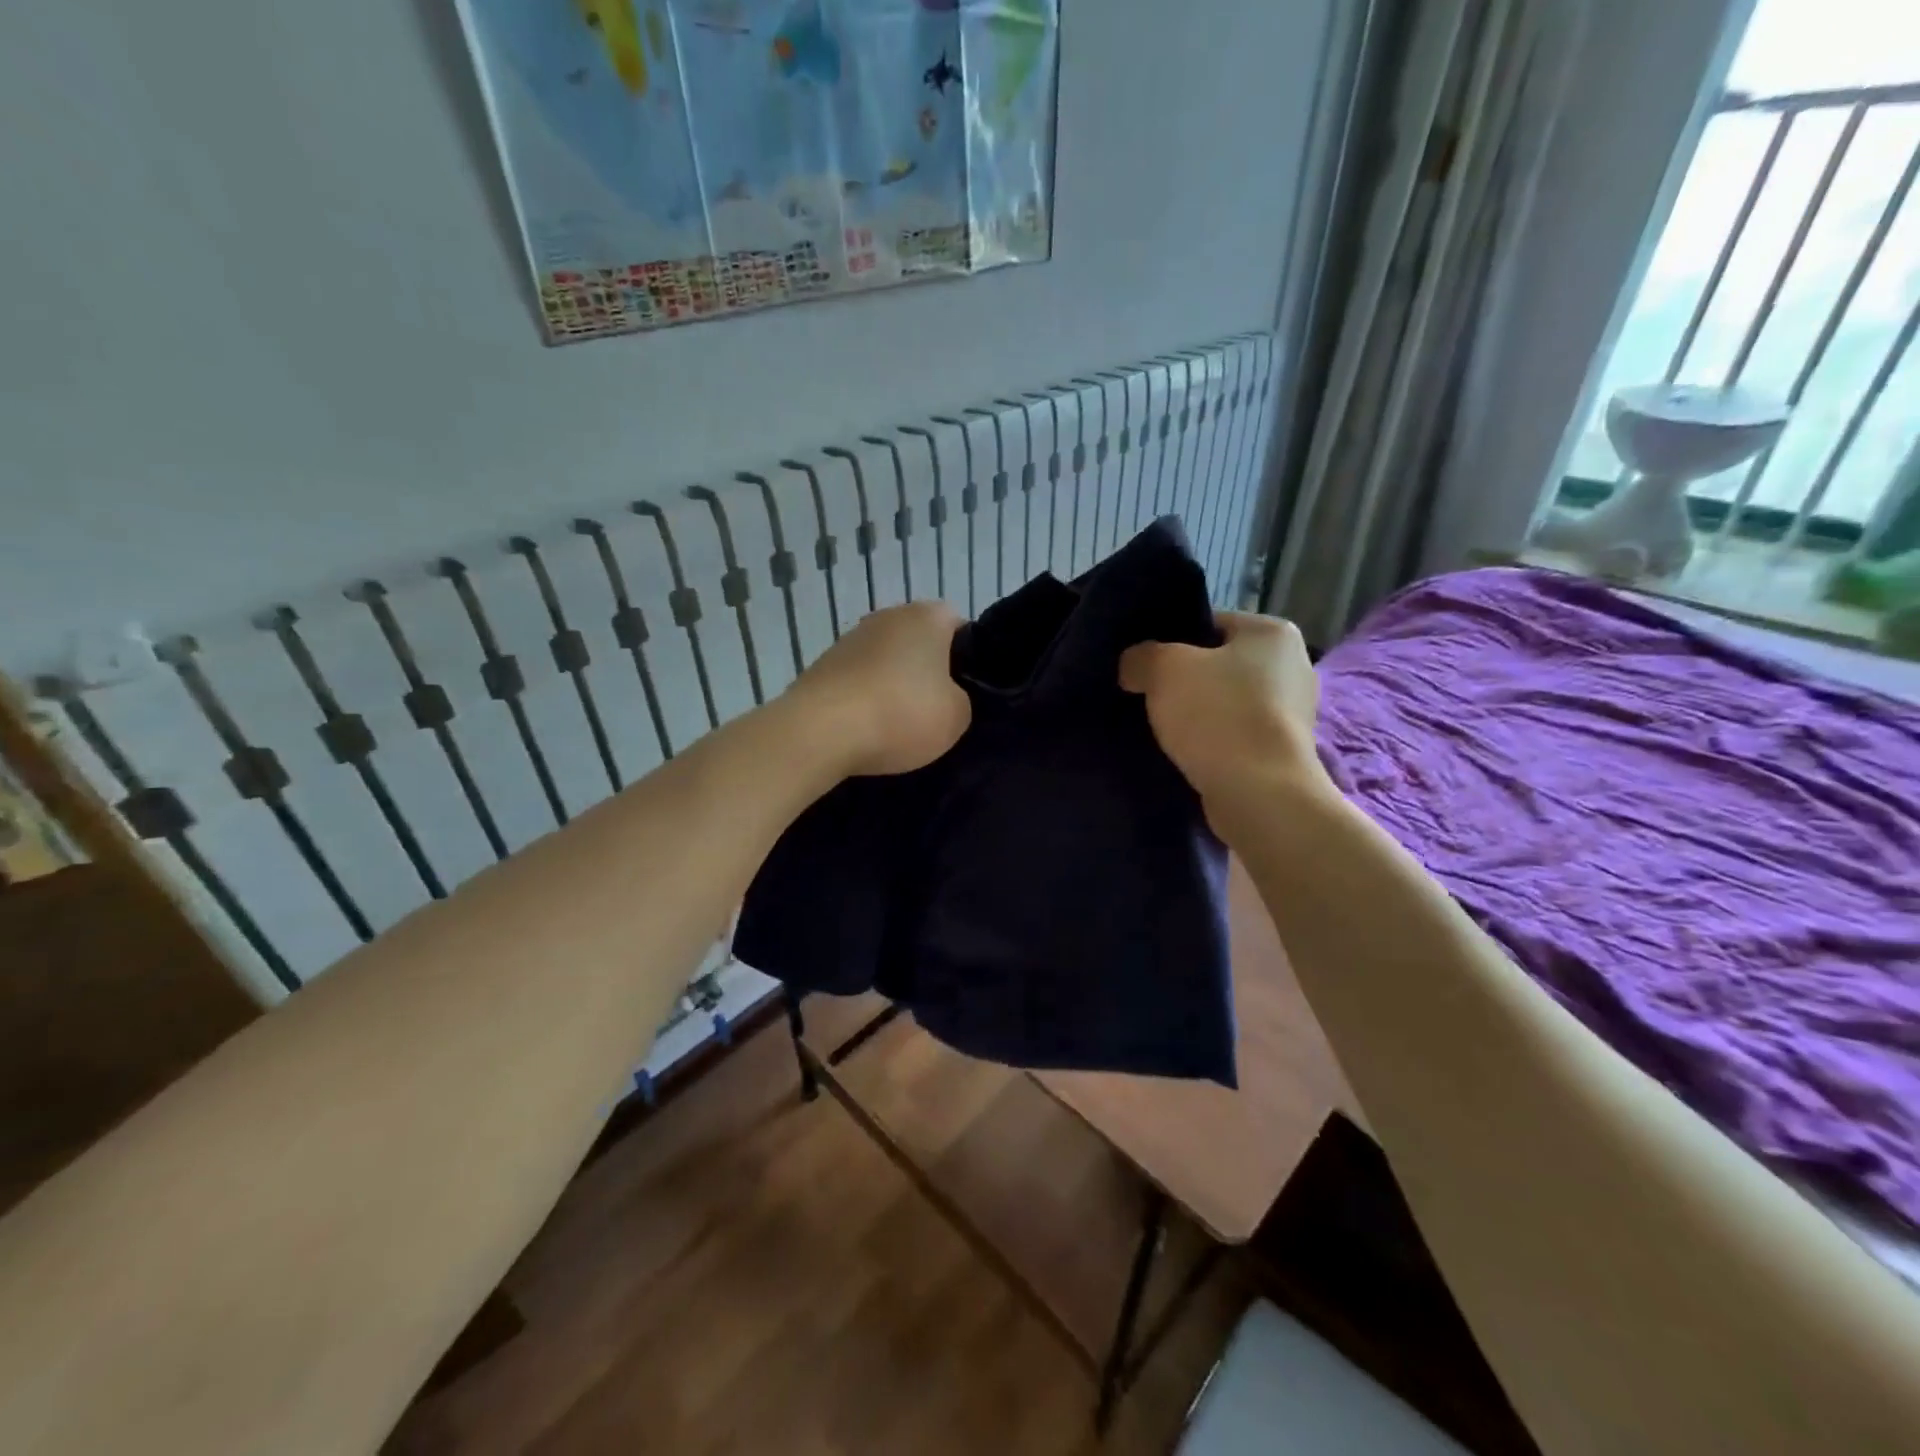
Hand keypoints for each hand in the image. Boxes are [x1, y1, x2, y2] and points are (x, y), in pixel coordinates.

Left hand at [785, 601, 971, 777]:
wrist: (821, 731)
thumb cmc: (901, 713)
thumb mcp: (957, 716)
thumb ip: (961, 699)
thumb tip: (944, 697)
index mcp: (927, 616)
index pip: (959, 626)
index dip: (967, 659)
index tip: (966, 691)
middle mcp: (887, 616)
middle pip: (919, 642)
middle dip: (928, 672)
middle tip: (936, 710)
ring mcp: (850, 638)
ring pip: (886, 661)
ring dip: (893, 686)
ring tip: (898, 726)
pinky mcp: (823, 665)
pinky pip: (858, 681)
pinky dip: (865, 700)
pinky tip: (868, 729)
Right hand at [1119, 611, 1329, 809]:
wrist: (1260, 794)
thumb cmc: (1218, 716)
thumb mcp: (1163, 669)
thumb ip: (1141, 656)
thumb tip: (1134, 666)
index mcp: (1273, 632)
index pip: (1208, 623)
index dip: (1169, 640)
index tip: (1142, 665)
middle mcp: (1292, 665)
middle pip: (1216, 664)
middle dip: (1181, 680)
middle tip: (1143, 695)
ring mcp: (1292, 712)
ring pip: (1223, 702)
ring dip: (1194, 714)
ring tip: (1159, 727)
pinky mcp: (1281, 751)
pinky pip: (1233, 735)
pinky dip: (1210, 741)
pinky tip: (1183, 753)